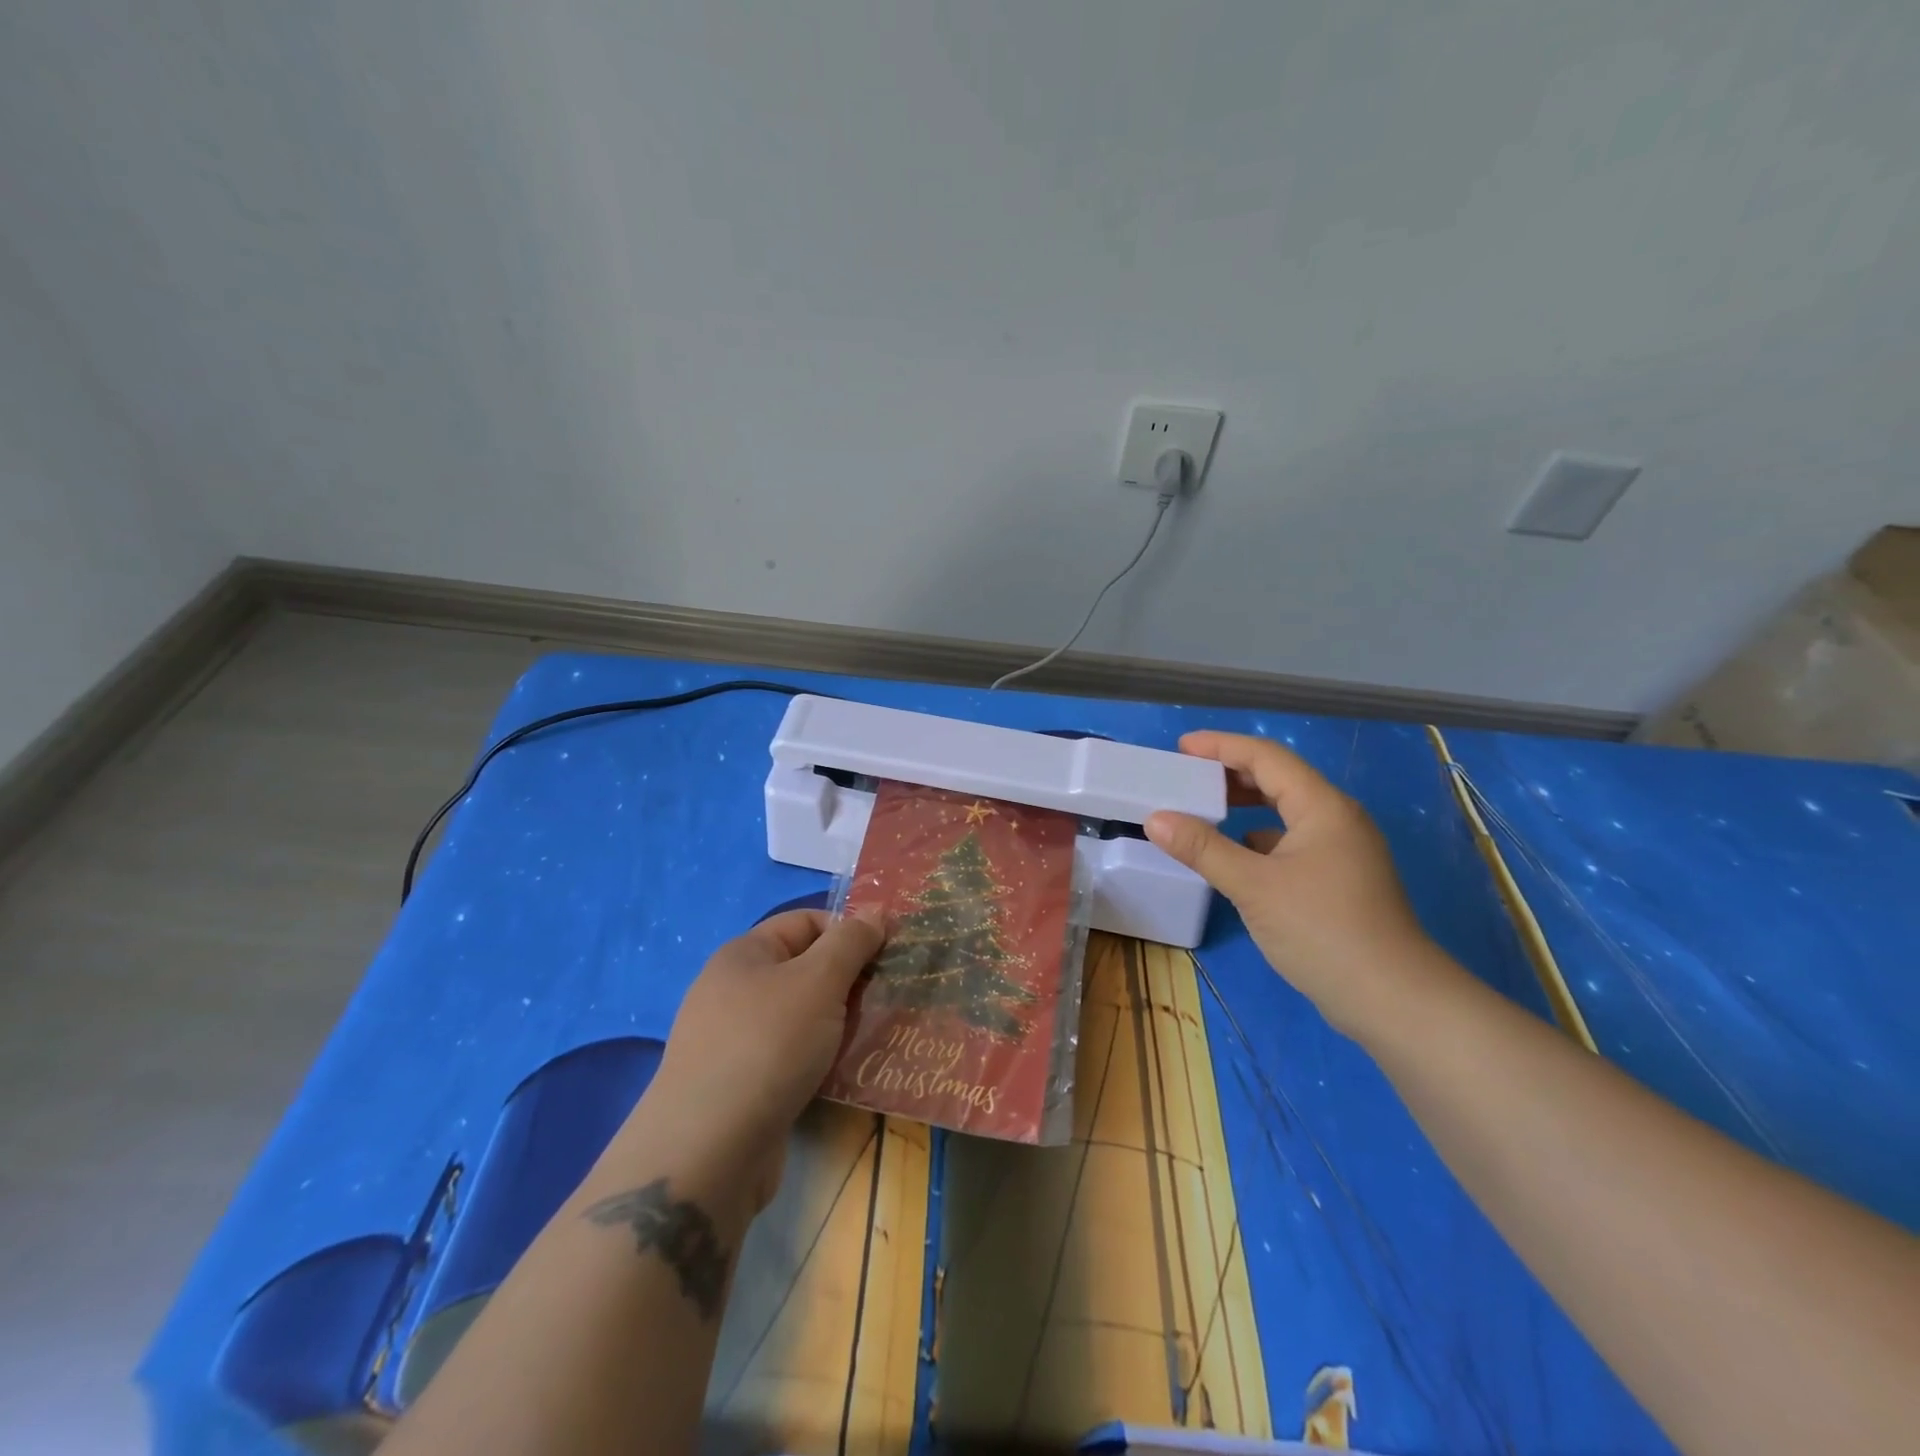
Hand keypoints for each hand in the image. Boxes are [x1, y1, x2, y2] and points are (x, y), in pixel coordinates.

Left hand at [642, 909, 883, 1209]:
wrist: (708, 1152)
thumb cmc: (767, 1046)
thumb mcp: (818, 980)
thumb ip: (851, 942)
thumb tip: (877, 913)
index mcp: (745, 954)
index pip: (807, 922)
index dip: (849, 931)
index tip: (888, 956)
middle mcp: (734, 989)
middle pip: (806, 969)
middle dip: (850, 980)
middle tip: (890, 998)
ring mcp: (735, 1040)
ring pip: (803, 1016)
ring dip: (841, 1023)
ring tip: (880, 1035)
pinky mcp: (743, 1085)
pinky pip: (793, 1056)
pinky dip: (822, 1058)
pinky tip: (850, 1072)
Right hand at [1145, 730, 1436, 1037]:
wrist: (1392, 1000)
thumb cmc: (1322, 930)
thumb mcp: (1253, 886)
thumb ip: (1203, 849)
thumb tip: (1156, 818)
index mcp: (1322, 807)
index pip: (1267, 758)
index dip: (1222, 746)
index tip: (1181, 747)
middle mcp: (1336, 819)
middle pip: (1279, 779)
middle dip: (1231, 773)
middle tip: (1187, 776)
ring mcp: (1342, 851)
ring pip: (1286, 812)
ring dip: (1245, 806)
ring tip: (1203, 811)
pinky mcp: (1339, 879)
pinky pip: (1291, 841)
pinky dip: (1258, 838)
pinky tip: (1235, 855)